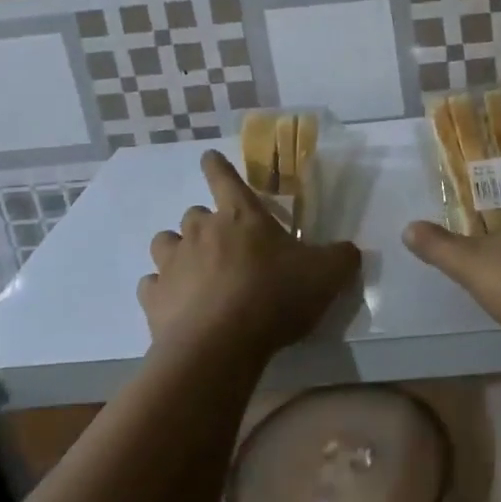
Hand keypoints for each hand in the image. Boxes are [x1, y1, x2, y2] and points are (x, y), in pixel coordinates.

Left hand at [139, 150, 360, 359]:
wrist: (221, 345)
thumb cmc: (275, 296)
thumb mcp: (325, 275)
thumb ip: (341, 257)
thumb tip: (349, 251)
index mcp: (241, 216)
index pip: (224, 177)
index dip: (217, 166)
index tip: (208, 157)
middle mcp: (201, 230)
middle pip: (194, 214)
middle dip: (205, 224)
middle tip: (223, 246)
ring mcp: (173, 262)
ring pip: (165, 242)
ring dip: (177, 251)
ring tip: (192, 271)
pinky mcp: (153, 297)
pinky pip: (151, 284)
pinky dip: (161, 290)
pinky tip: (174, 305)